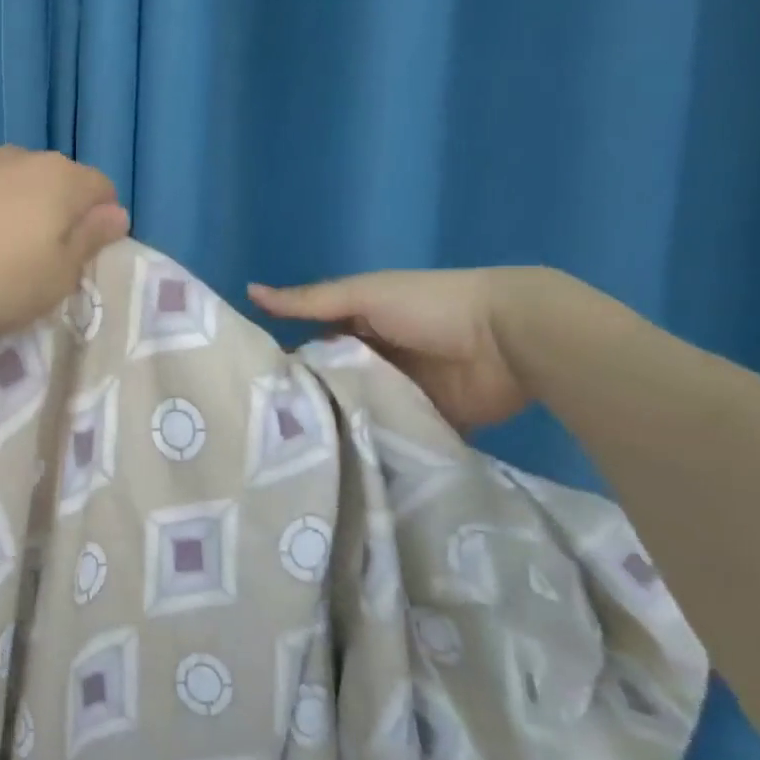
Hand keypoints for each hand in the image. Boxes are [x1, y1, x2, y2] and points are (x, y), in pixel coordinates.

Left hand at [0, 148, 130, 345]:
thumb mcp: (54, 279)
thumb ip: (89, 242)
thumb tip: (115, 214)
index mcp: (59, 178)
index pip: (103, 189)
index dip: (100, 225)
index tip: (78, 263)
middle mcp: (17, 157)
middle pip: (55, 184)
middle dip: (56, 219)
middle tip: (36, 267)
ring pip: (10, 187)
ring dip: (13, 216)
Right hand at [249, 268, 561, 431]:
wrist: (510, 339)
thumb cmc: (430, 306)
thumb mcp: (363, 296)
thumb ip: (309, 302)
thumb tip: (249, 292)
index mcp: (358, 329)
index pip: (310, 349)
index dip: (285, 366)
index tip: (251, 391)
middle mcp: (374, 363)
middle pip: (331, 385)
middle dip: (307, 404)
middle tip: (266, 432)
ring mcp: (400, 396)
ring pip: (357, 415)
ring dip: (336, 429)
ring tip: (293, 457)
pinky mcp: (425, 425)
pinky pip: (391, 440)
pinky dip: (372, 449)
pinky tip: (339, 468)